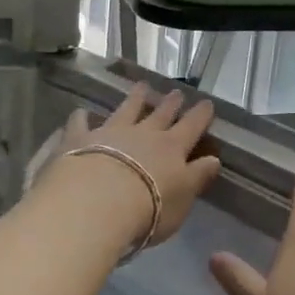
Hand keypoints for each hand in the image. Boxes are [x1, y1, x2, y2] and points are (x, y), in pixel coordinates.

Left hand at [48, 85, 222, 247]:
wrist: (98, 203)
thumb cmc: (149, 208)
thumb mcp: (183, 198)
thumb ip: (198, 177)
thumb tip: (214, 160)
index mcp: (172, 148)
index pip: (191, 127)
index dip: (200, 115)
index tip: (207, 103)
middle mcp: (143, 134)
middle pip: (160, 114)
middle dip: (170, 103)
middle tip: (177, 92)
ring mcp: (111, 133)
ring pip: (126, 109)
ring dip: (135, 98)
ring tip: (141, 86)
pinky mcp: (80, 139)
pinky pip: (80, 124)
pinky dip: (81, 117)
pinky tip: (80, 112)